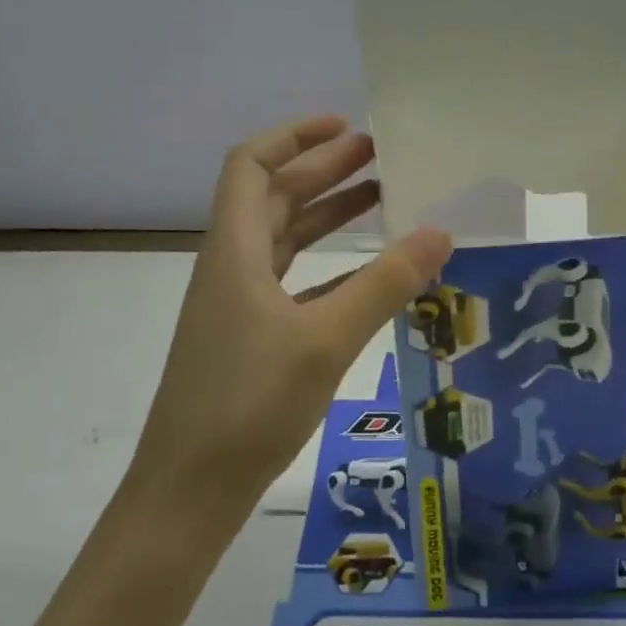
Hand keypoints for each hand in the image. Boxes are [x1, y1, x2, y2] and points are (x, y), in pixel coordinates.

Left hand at [124, 115, 451, 531]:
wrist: (185, 500)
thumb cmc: (247, 407)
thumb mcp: (325, 340)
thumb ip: (385, 284)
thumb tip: (440, 231)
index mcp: (235, 250)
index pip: (251, 165)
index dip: (294, 136)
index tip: (344, 125)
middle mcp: (233, 265)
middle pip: (275, 195)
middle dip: (324, 169)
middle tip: (379, 155)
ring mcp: (240, 302)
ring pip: (285, 236)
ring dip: (328, 212)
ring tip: (381, 196)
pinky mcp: (251, 336)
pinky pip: (294, 278)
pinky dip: (330, 263)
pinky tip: (368, 272)